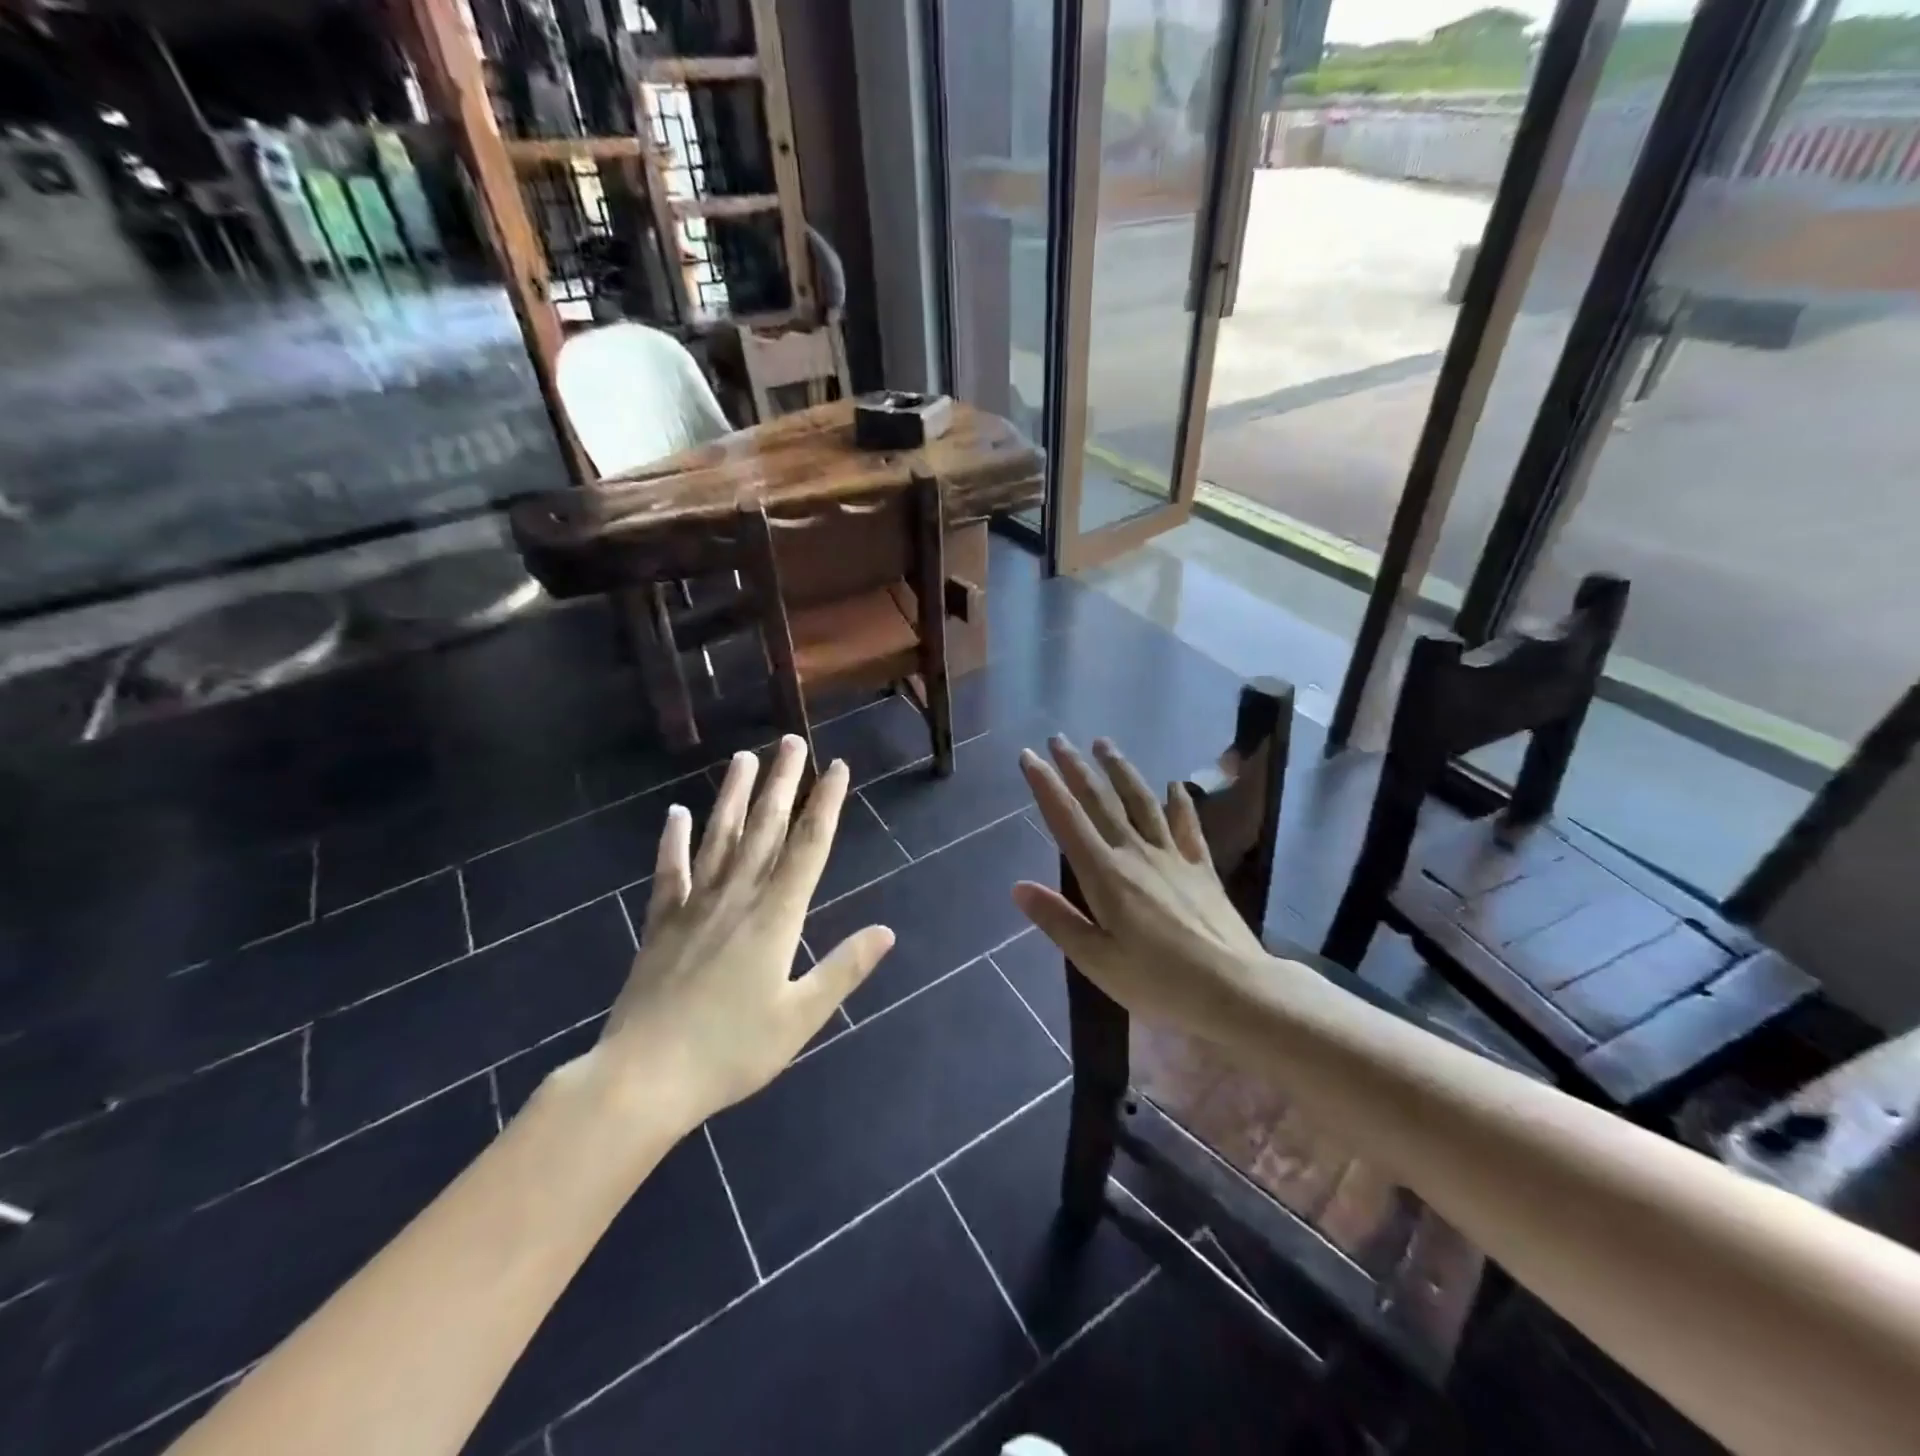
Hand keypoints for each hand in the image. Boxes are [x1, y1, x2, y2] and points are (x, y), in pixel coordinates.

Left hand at [576, 736, 894, 1134]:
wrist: (643, 1078)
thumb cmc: (731, 1052)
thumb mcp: (801, 1017)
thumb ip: (843, 968)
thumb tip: (887, 931)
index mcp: (776, 917)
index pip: (808, 847)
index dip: (825, 805)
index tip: (836, 768)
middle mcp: (737, 898)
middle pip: (766, 829)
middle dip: (783, 783)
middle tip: (792, 742)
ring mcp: (695, 906)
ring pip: (720, 838)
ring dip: (735, 796)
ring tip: (744, 758)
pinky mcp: (661, 923)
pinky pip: (670, 872)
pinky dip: (674, 841)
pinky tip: (677, 813)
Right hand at [1012, 736, 1275, 1045]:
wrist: (1235, 990)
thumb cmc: (1159, 982)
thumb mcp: (1097, 961)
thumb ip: (1058, 921)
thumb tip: (1018, 887)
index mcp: (1106, 875)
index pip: (1068, 820)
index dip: (1046, 786)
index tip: (1029, 756)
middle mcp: (1136, 854)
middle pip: (1101, 801)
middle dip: (1076, 768)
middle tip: (1059, 739)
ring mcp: (1172, 857)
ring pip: (1141, 802)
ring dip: (1120, 770)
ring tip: (1105, 744)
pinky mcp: (1201, 868)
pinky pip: (1186, 826)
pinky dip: (1179, 802)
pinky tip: (1175, 786)